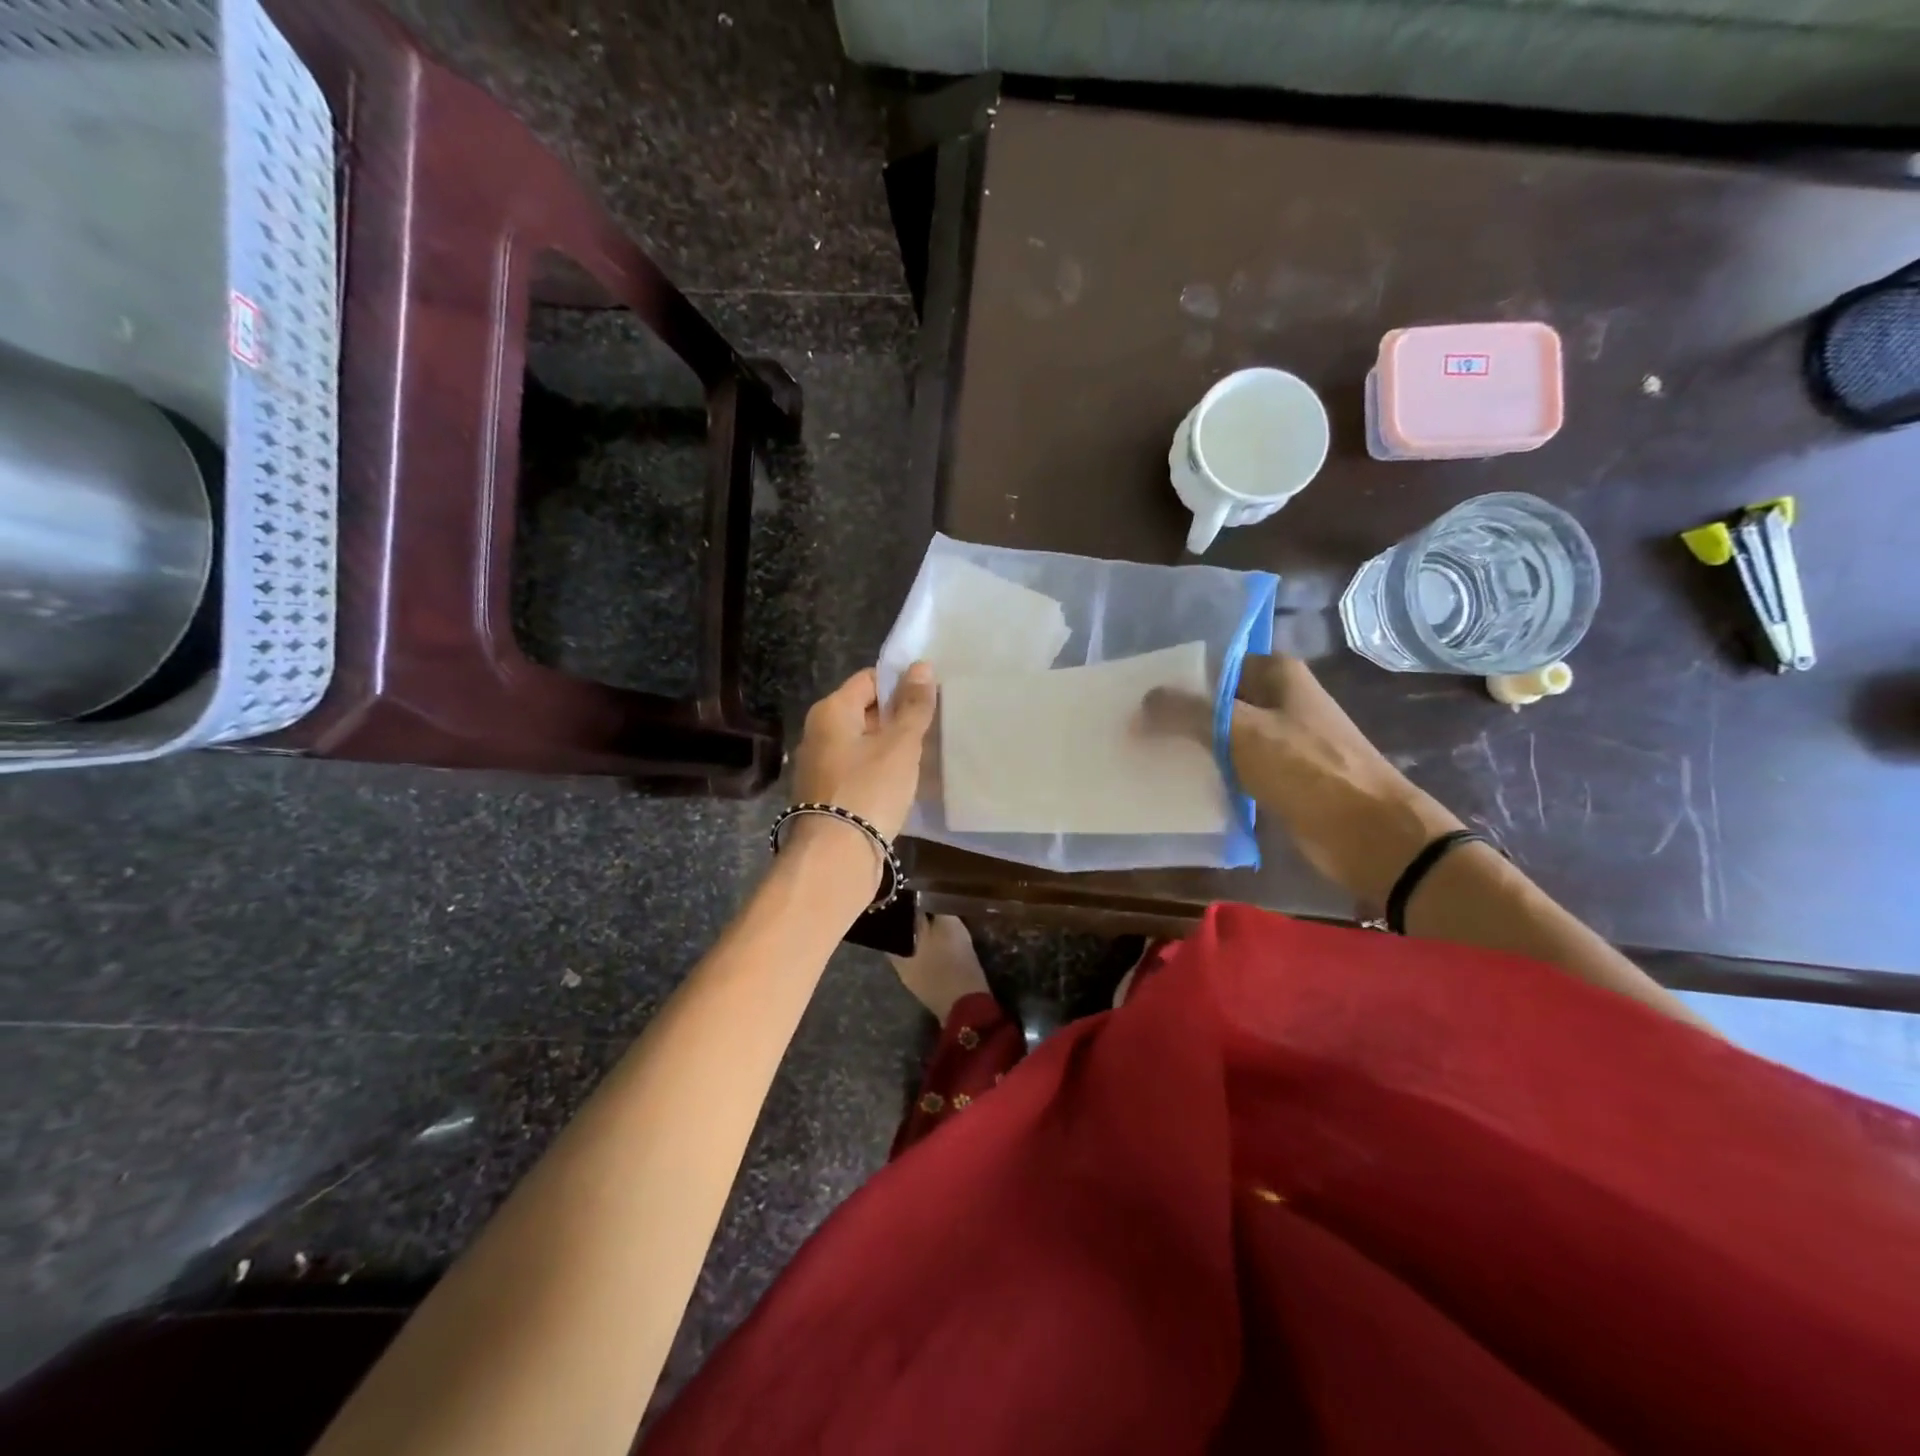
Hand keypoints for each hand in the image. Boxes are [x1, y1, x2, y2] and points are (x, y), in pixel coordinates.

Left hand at [791, 663, 937, 841]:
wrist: (836, 857)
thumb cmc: (869, 790)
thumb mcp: (900, 745)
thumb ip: (913, 706)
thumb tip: (921, 666)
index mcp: (831, 711)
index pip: (869, 680)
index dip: (900, 684)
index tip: (930, 697)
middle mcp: (818, 732)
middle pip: (864, 711)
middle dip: (897, 717)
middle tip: (932, 726)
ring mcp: (819, 766)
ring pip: (862, 743)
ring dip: (889, 746)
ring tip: (922, 754)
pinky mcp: (826, 795)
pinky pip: (857, 769)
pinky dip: (878, 771)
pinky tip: (902, 783)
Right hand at [1144, 655, 1461, 905]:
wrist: (1367, 832)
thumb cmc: (1307, 767)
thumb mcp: (1239, 731)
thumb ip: (1188, 711)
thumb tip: (1144, 701)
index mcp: (1278, 675)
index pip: (1217, 665)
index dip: (1180, 679)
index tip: (1140, 696)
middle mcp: (1281, 701)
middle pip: (1219, 702)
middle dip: (1180, 715)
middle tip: (1133, 727)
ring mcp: (1283, 742)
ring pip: (1225, 737)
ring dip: (1193, 746)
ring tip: (1145, 754)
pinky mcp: (1282, 779)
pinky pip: (1236, 769)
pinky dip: (1211, 774)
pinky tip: (1178, 784)